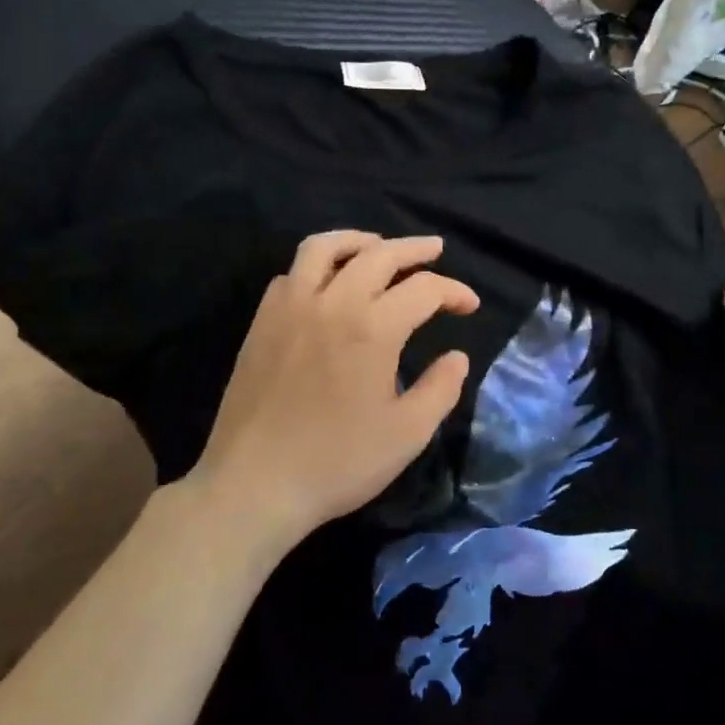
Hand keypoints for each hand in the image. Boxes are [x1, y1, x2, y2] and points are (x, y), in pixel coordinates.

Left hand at [187, 232, 478, 552]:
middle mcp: (332, 303)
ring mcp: (290, 307)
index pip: (424, 289)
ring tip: (378, 246)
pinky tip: (328, 285)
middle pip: (379, 254)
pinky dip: (317, 267)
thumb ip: (441, 389)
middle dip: (414, 248)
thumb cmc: (338, 462)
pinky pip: (292, 273)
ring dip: (359, 240)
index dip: (454, 291)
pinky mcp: (262, 322)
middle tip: (435, 249)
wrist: (254, 484)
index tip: (469, 305)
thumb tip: (457, 356)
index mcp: (373, 328)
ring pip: (324, 248)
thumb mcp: (407, 434)